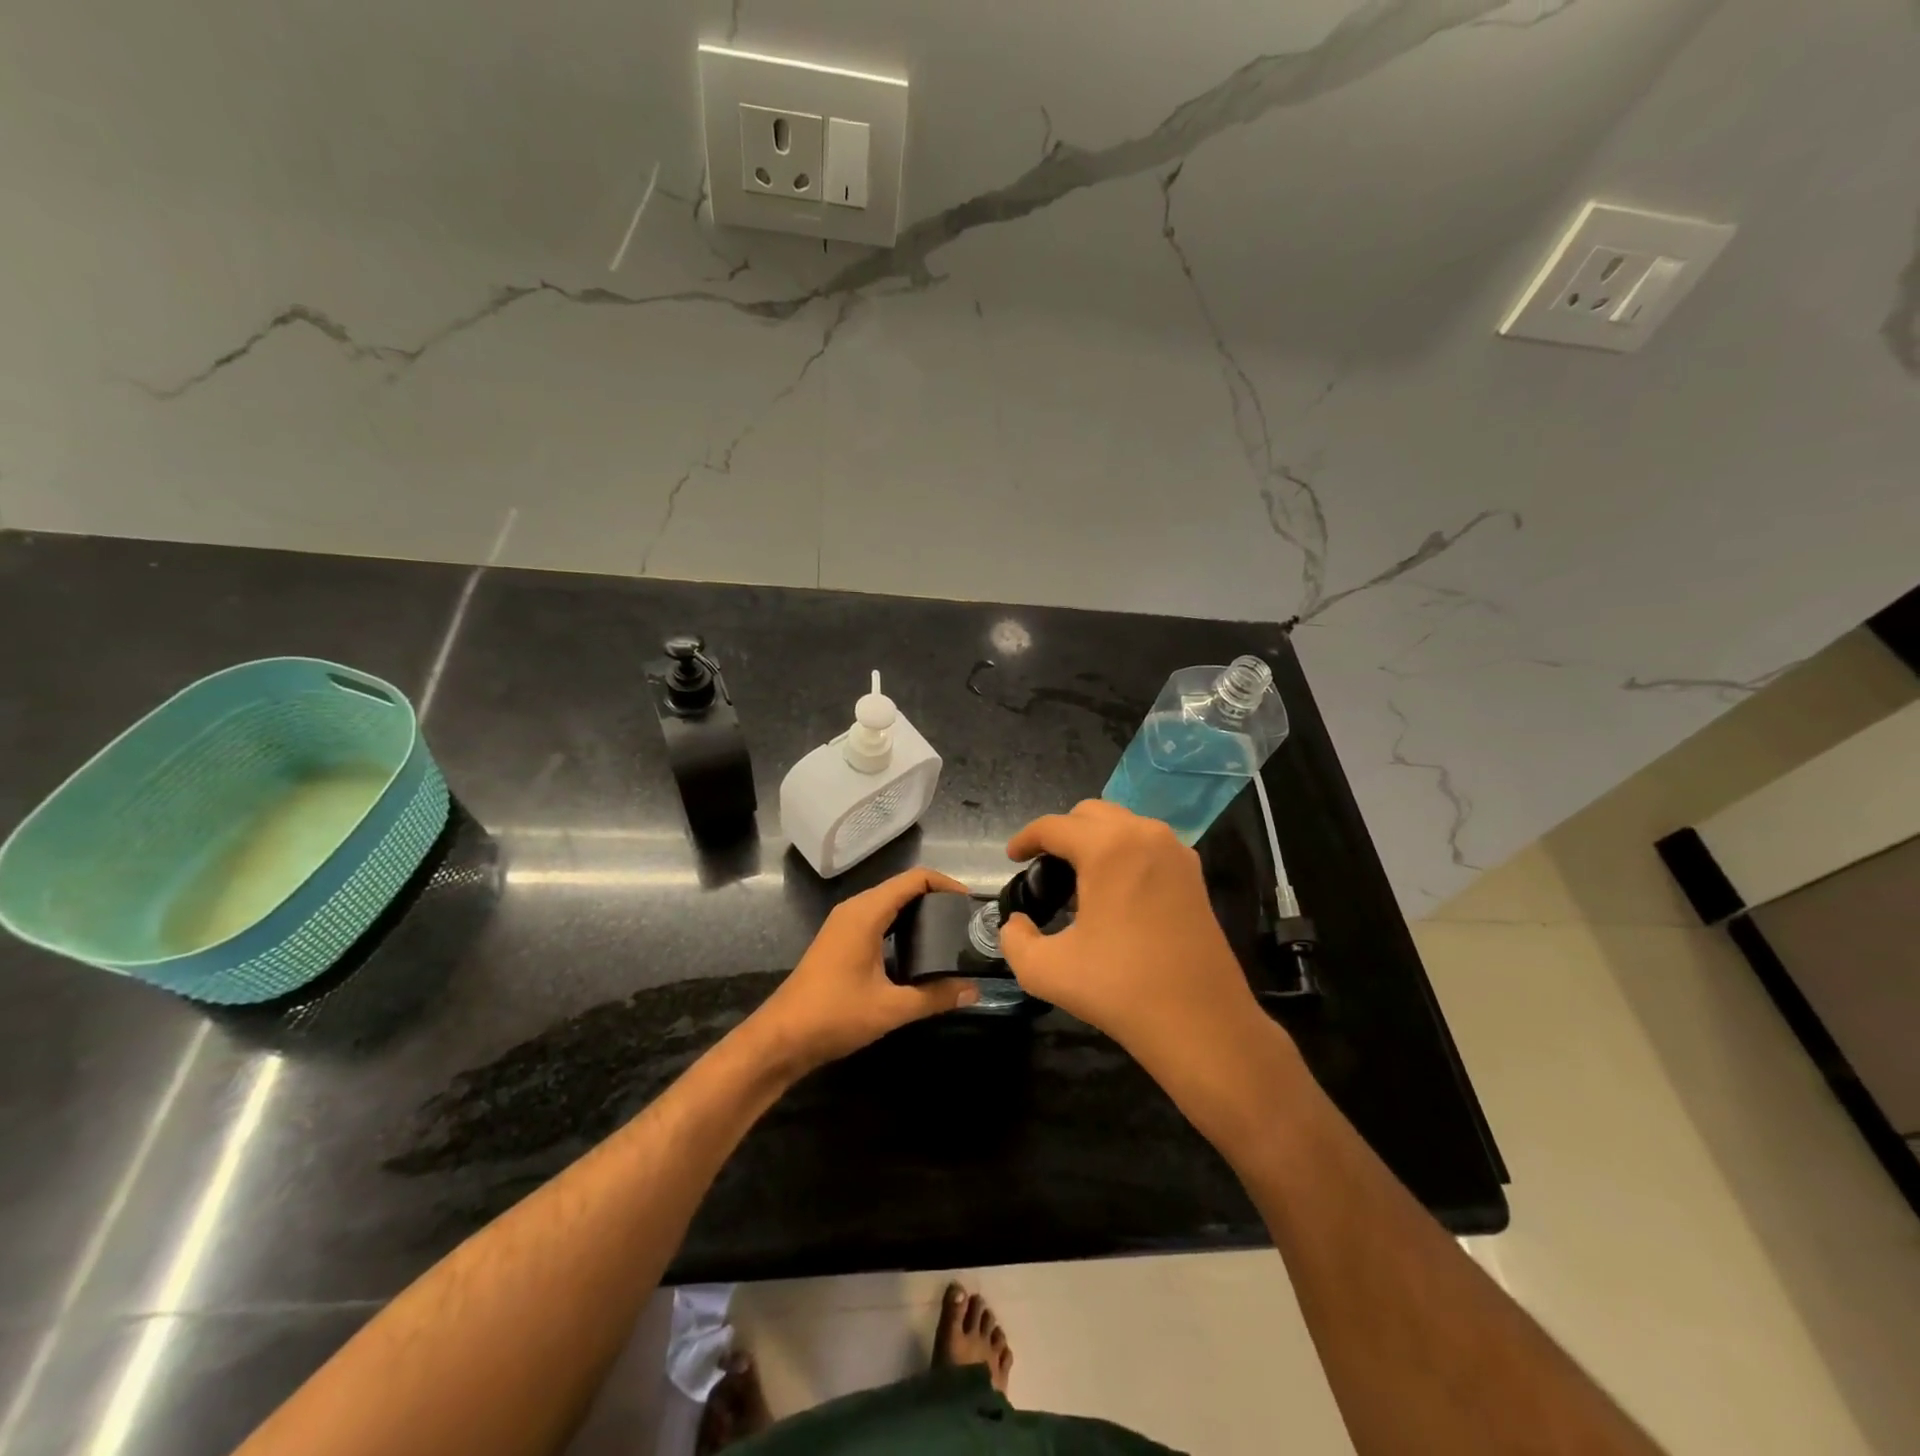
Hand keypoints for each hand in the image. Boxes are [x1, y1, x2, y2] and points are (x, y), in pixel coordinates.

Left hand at [750, 868, 979, 1075]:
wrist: (781, 1038)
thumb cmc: (835, 1015)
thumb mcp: (891, 1008)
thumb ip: (936, 996)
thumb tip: (974, 991)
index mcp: (866, 913)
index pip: (913, 879)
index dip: (945, 884)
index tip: (970, 904)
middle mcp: (854, 909)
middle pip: (901, 888)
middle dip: (935, 898)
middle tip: (963, 922)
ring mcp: (843, 924)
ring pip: (888, 904)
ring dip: (917, 912)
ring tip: (947, 934)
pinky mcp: (839, 940)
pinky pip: (877, 919)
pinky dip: (901, 925)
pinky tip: (917, 950)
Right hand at [999, 802, 1284, 1096]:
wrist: (1201, 1023)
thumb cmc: (1120, 989)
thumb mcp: (1046, 970)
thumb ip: (1015, 939)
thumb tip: (1017, 923)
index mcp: (1108, 848)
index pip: (1054, 826)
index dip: (1026, 839)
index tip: (1011, 858)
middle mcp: (1144, 835)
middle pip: (1089, 814)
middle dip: (1061, 833)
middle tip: (1043, 869)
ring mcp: (1175, 852)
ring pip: (1122, 824)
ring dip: (1094, 840)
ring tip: (1077, 879)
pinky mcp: (1193, 874)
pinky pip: (1147, 844)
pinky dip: (1123, 853)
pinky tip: (1114, 891)